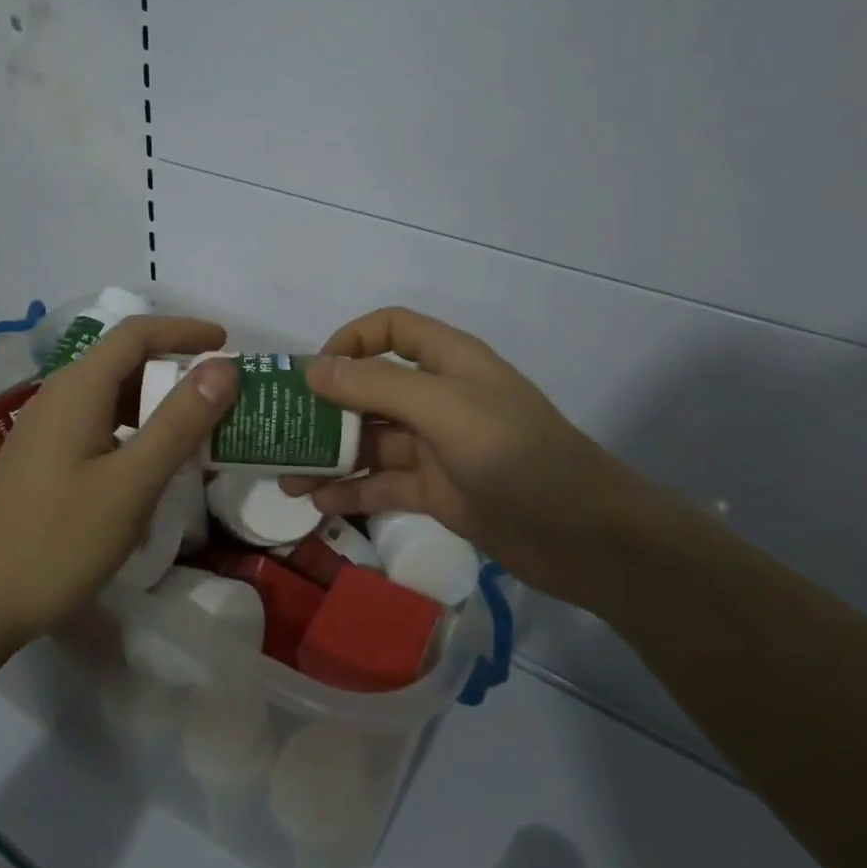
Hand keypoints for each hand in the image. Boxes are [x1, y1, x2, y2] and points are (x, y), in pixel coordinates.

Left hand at [0, 316, 237, 651]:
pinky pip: (99, 423)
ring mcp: (47, 429)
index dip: (185, 331)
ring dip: (157, 401)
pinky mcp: (44, 459)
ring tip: (199, 426)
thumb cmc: (58, 540)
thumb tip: (223, 367)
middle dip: (176, 367)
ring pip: (112, 395)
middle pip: (124, 360)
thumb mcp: (132, 483)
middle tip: (222, 393)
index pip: (137, 334)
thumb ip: (180, 422)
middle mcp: (59, 396)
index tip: (228, 343)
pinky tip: (153, 462)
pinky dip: (136, 427)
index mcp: (78, 388)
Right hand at [282, 307, 670, 607]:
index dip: (350, 341)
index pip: (390, 329)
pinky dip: (351, 489)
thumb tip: (314, 369)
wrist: (586, 538)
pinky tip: (316, 502)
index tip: (313, 374)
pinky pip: (382, 482)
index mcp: (449, 361)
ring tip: (285, 475)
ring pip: (370, 440)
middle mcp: (438, 397)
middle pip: (370, 388)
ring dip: (329, 454)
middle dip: (325, 406)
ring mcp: (436, 447)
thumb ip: (378, 385)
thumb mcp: (445, 409)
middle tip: (280, 430)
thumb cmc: (517, 455)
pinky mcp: (436, 491)